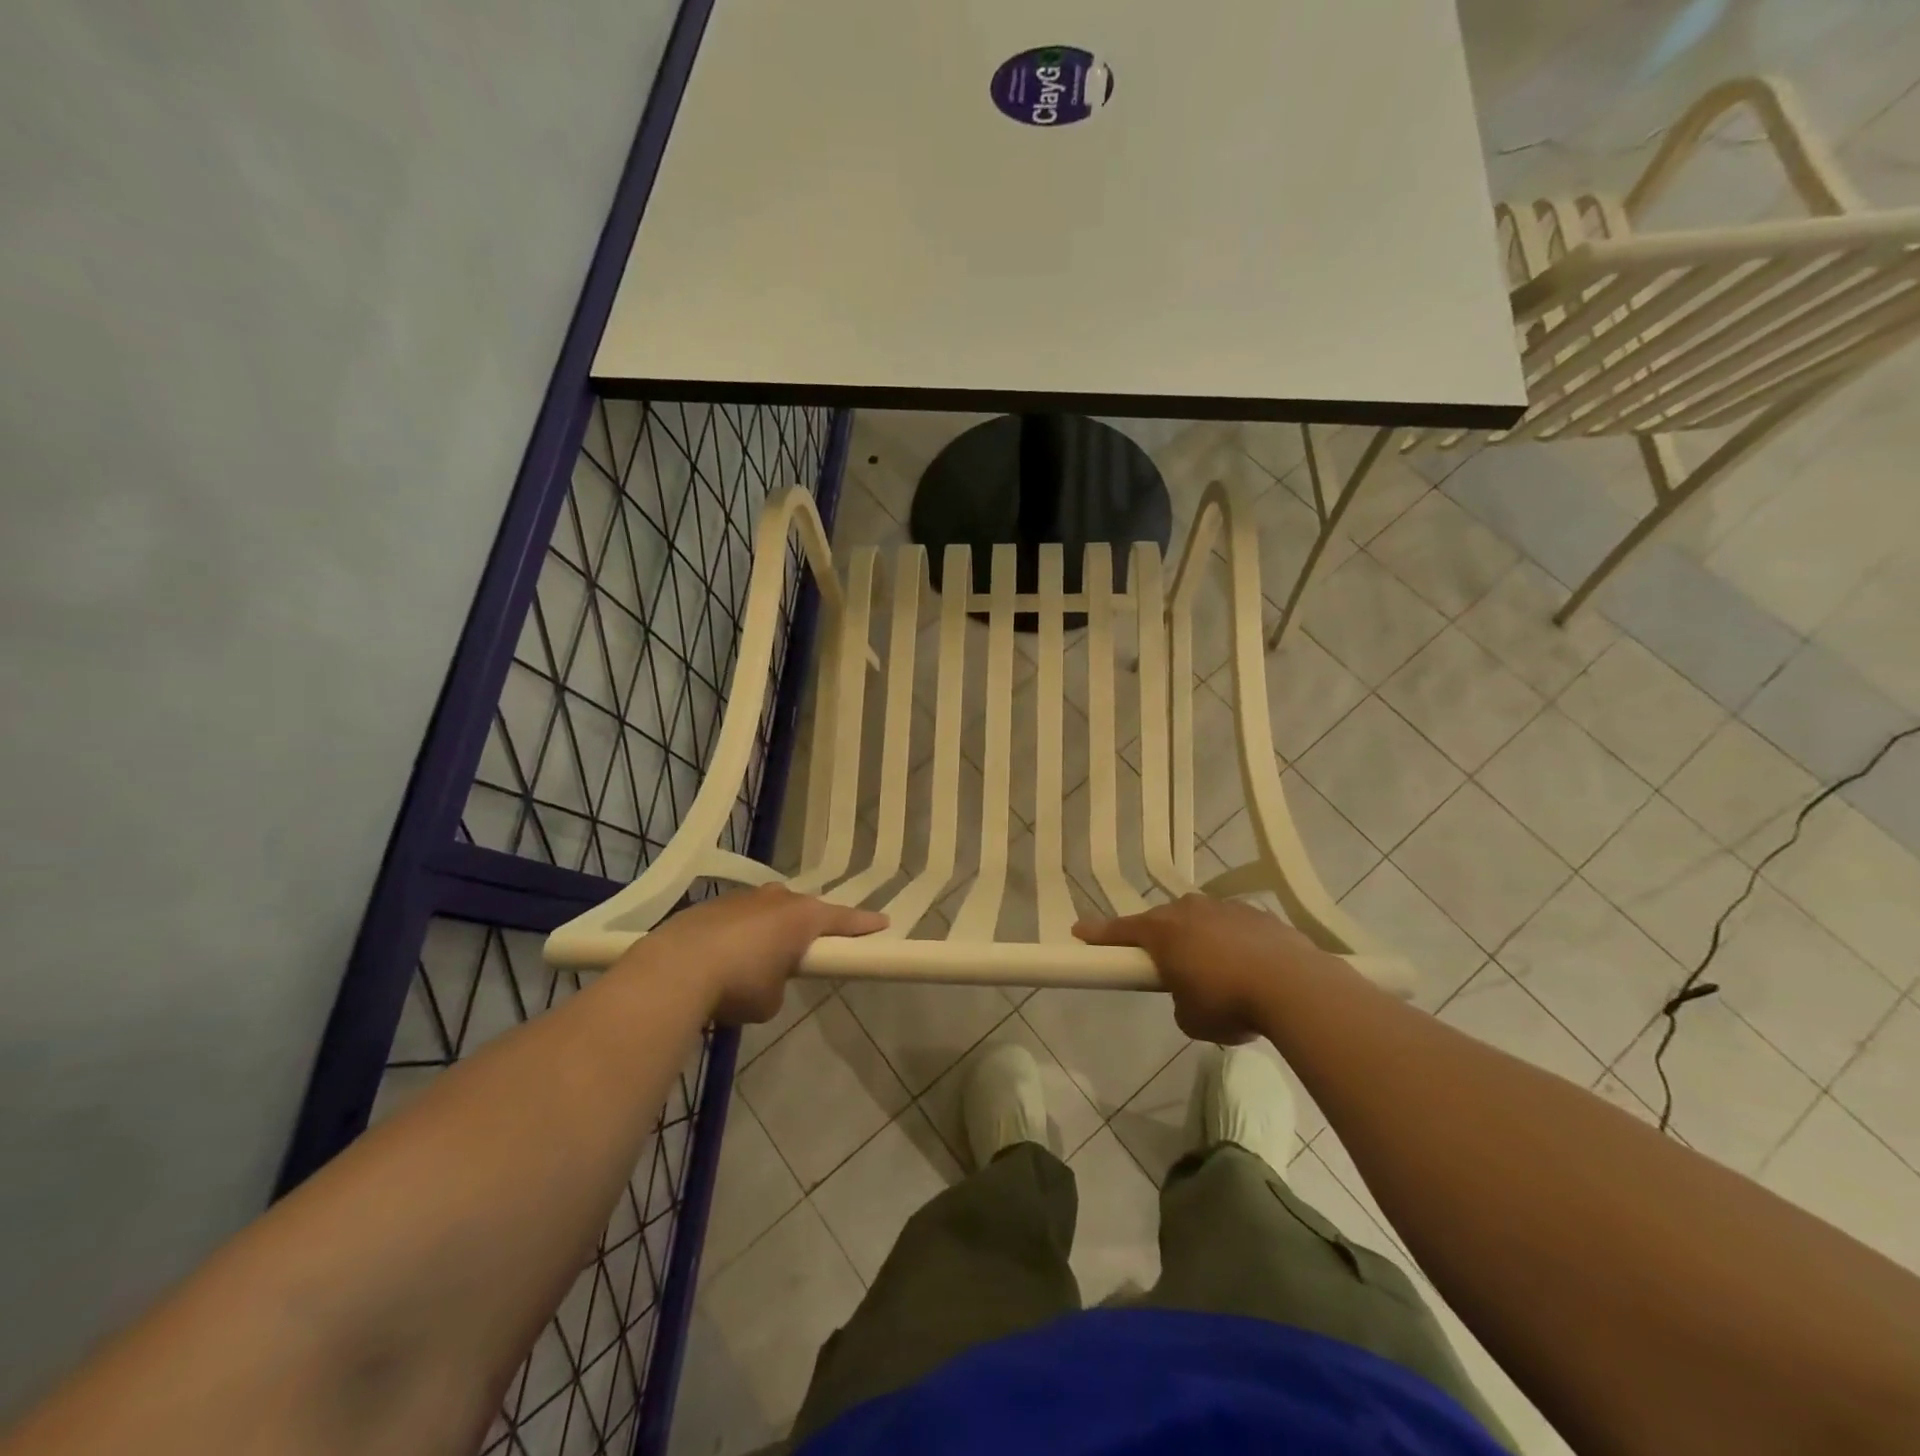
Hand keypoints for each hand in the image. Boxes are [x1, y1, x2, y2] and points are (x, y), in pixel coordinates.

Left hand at [619, 885, 886, 1024]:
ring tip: (760, 957)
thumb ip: (779, 984)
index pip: (843, 919)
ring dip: (770, 929)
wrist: (675, 969)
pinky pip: (737, 919)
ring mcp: (742, 898)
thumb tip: (766, 980)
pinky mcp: (711, 906)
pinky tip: (724, 959)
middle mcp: (777, 899)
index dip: (864, 925)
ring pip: (767, 910)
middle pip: (803, 909)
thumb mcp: (770, 1000)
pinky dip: (738, 935)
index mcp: (802, 917)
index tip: (883, 923)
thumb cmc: (739, 983)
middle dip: (808, 926)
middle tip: (810, 947)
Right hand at [1074, 895, 1339, 1043]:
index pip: (1121, 930)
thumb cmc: (1229, 1002)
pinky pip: (1234, 925)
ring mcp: (1226, 908)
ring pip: (1201, 918)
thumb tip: (1190, 993)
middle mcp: (1190, 910)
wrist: (1294, 986)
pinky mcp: (1259, 914)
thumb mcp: (1190, 1018)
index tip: (1079, 930)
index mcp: (1163, 932)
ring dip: (1200, 937)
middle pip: (1163, 920)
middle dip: (1160, 938)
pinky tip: (1248, 966)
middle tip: (1164, 963)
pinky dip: (1233, 941)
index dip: (1099, 933)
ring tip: (1215, 969)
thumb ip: (1179, 1001)